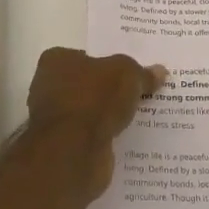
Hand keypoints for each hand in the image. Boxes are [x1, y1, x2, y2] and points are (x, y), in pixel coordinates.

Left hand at [27, 48, 166, 199]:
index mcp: (56, 61)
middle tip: (141, 92)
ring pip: (90, 112)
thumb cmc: (94, 99)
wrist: (73, 152)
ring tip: (141, 115)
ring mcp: (55, 120)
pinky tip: (129, 137)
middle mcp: (48, 88)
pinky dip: (106, 137)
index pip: (85, 56)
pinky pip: (91, 136)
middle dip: (110, 90)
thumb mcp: (127, 74)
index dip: (108, 62)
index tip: (130, 71)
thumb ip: (142, 73)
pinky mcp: (63, 148)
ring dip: (109, 115)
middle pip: (88, 84)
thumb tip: (159, 71)